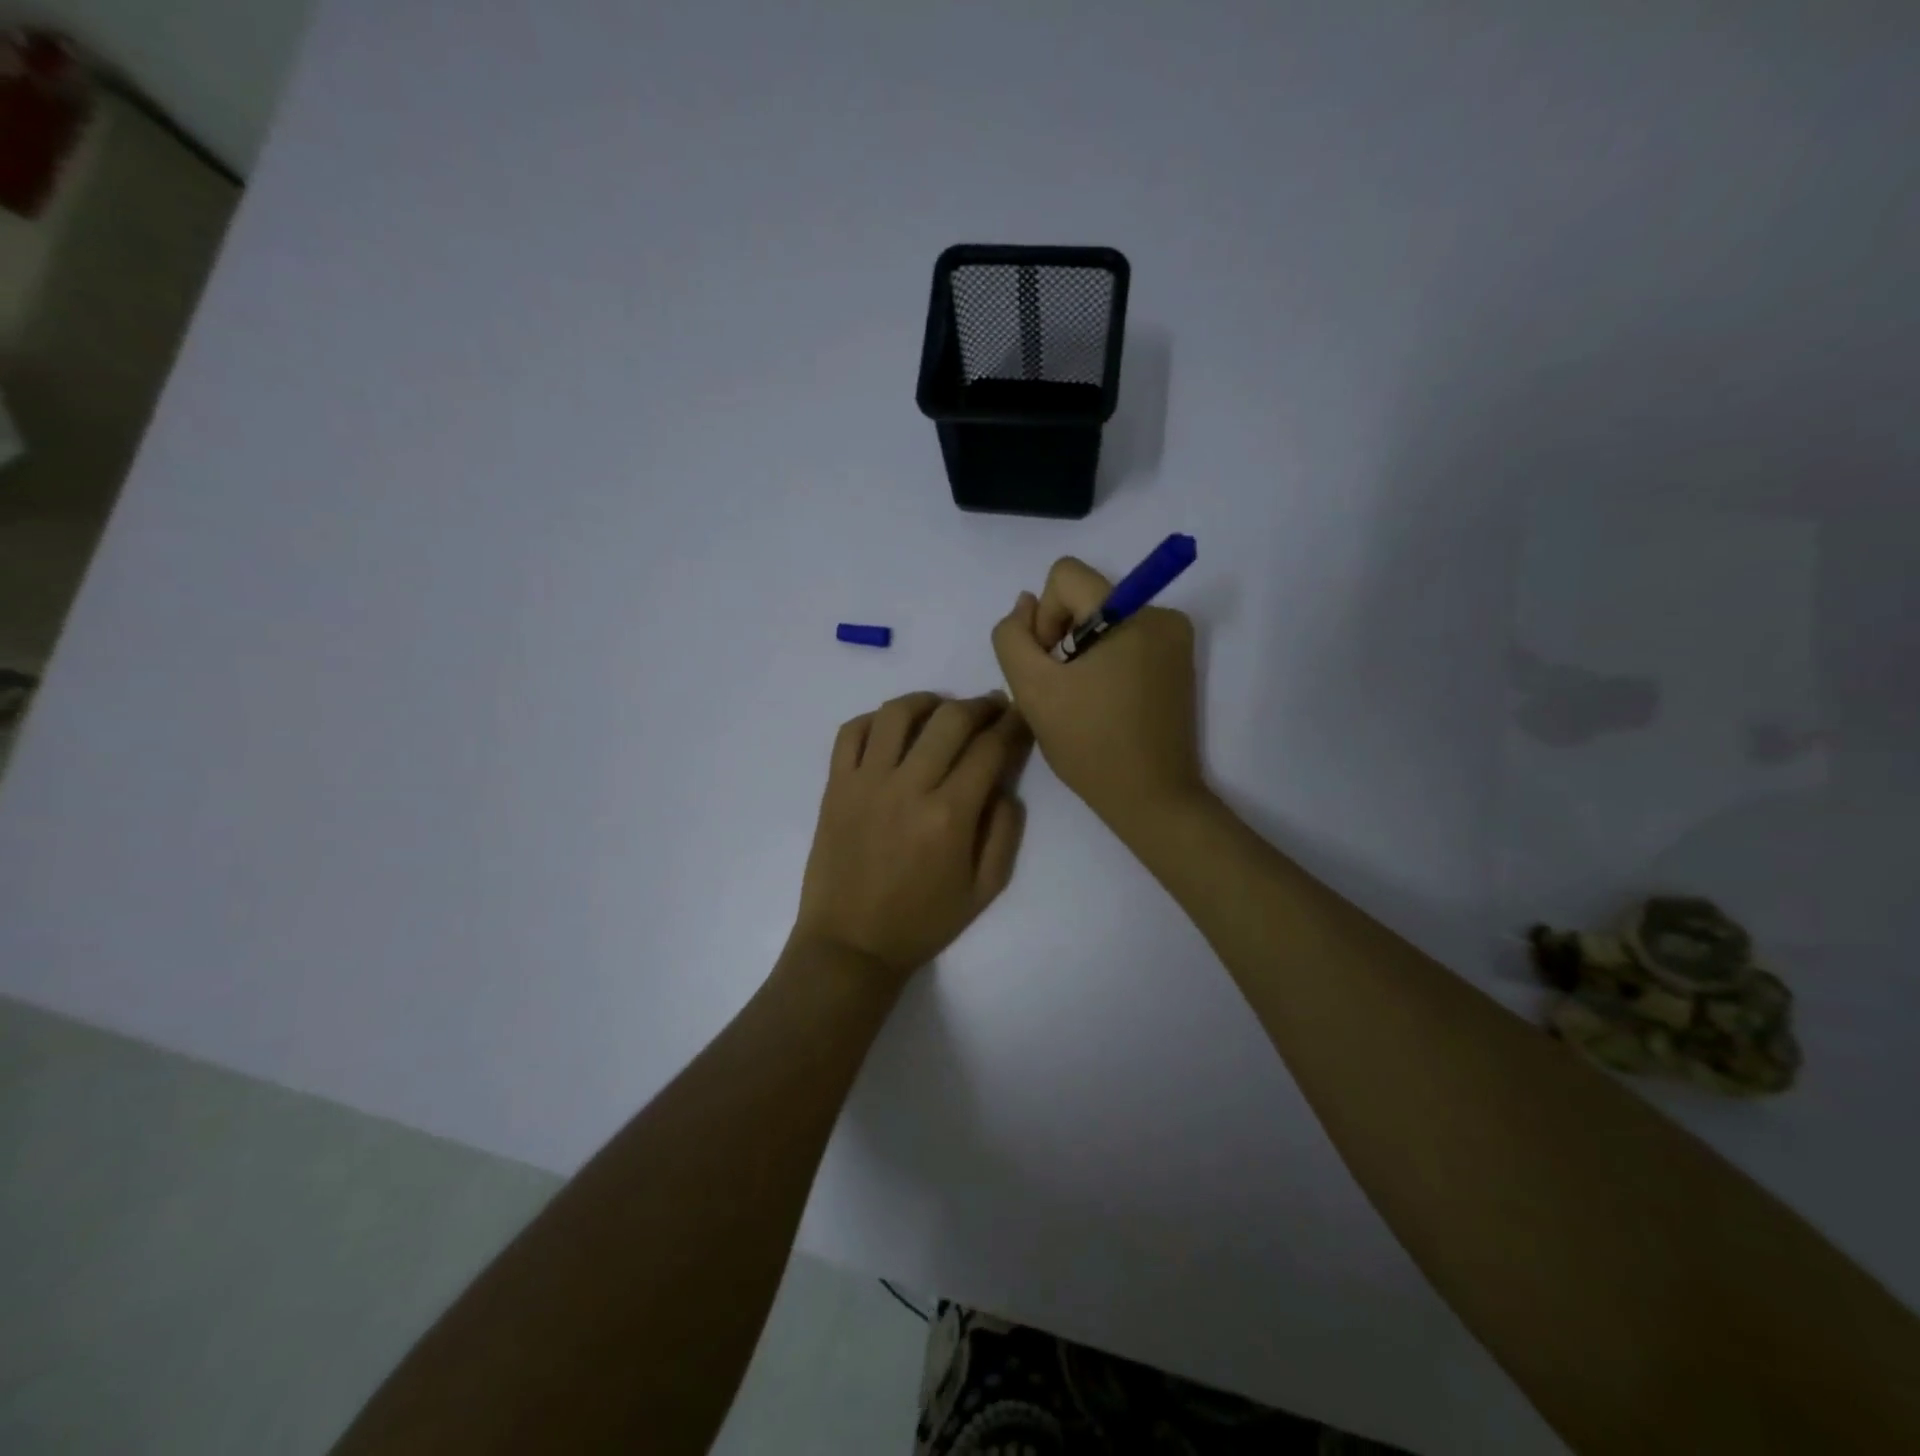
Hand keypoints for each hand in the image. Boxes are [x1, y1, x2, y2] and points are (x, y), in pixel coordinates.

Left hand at [791, 692, 1029, 982]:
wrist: (851, 944)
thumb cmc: (922, 922)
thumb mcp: (984, 890)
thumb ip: (1005, 832)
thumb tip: (1004, 785)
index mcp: (950, 816)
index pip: (989, 749)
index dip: (1012, 725)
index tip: (1020, 716)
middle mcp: (908, 787)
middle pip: (950, 720)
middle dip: (980, 705)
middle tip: (991, 706)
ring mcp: (866, 782)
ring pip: (898, 714)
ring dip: (928, 701)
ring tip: (942, 709)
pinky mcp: (836, 786)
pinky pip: (852, 732)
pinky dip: (875, 719)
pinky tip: (893, 727)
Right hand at [992, 557, 1205, 835]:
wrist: (1151, 798)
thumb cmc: (1090, 744)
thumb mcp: (1033, 690)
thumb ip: (1013, 638)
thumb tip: (1025, 604)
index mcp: (1132, 613)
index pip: (1065, 576)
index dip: (1044, 616)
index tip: (1050, 663)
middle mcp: (1161, 614)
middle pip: (1085, 599)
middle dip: (1062, 638)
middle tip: (1061, 689)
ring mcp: (1175, 640)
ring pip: (1103, 622)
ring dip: (1081, 654)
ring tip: (1082, 701)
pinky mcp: (1178, 663)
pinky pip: (1125, 642)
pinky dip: (1105, 664)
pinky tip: (1102, 703)